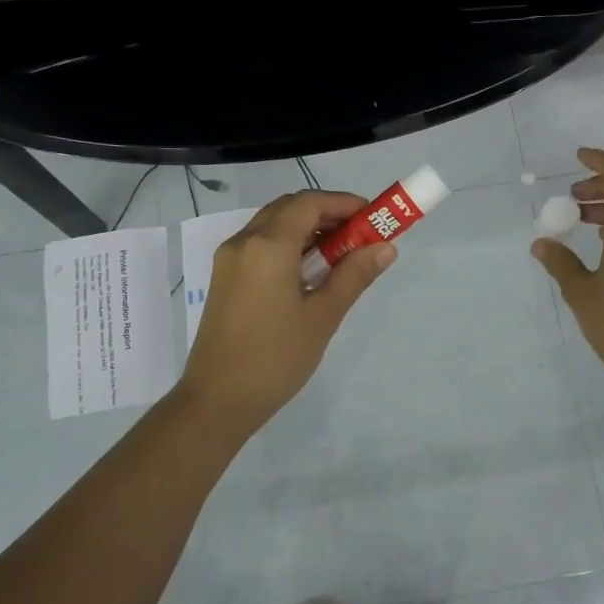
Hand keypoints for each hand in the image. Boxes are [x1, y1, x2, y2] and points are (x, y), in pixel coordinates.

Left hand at [178, 191, 395, 433]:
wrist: (217, 400)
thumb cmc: (275, 358)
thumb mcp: (322, 316)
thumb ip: (353, 275)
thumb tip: (386, 247)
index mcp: (268, 246)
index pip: (310, 203)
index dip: (344, 203)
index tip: (373, 218)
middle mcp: (243, 242)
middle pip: (289, 208)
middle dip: (327, 214)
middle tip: (359, 236)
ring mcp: (229, 260)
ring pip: (272, 225)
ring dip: (307, 229)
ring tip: (340, 256)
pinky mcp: (224, 278)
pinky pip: (259, 245)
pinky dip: (288, 244)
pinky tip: (308, 273)